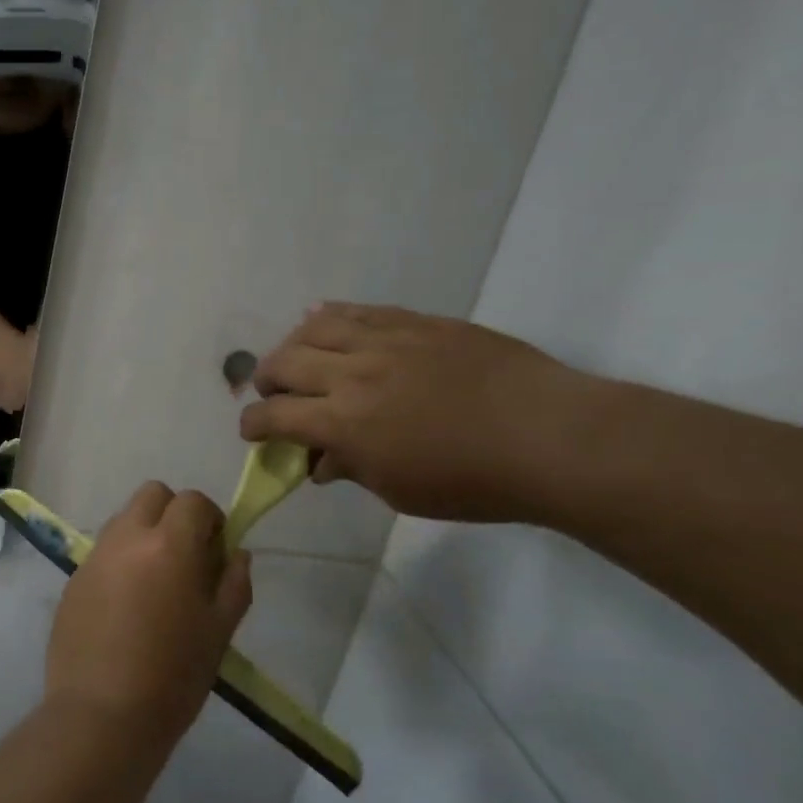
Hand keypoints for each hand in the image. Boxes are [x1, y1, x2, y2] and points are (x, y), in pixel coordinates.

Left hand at [46, 483, 253, 750]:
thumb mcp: (219, 631)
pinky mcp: (73, 579)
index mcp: (168, 545)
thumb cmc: (174, 677)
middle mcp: (126, 538)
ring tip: (155, 584)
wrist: (102, 715)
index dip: (210, 519)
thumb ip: (234, 583)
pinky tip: (126, 607)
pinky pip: (103, 552)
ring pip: (124, 520)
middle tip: (186, 557)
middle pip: (152, 495)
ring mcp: (94, 557)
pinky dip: (120, 561)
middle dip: (174, 514)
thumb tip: (236, 553)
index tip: (215, 551)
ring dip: (144, 534)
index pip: (192, 500)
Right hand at [239, 303, 603, 522]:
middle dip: (266, 381)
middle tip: (274, 394)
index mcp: (344, 422)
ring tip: (298, 357)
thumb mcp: (399, 491)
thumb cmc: (473, 481)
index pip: (274, 416)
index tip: (253, 432)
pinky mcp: (416, 322)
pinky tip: (326, 322)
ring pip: (315, 327)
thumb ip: (350, 469)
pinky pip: (360, 310)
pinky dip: (332, 317)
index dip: (253, 424)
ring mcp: (386, 340)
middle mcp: (353, 374)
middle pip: (284, 363)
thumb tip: (320, 462)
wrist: (550, 437)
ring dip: (293, 344)